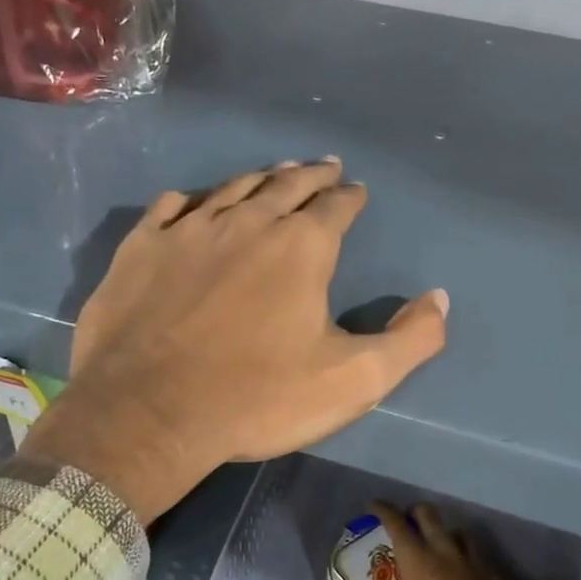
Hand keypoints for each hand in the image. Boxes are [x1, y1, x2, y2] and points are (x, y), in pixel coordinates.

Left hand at [23, 161, 449, 523]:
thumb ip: (410, 340)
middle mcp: (247, 222)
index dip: (350, 196)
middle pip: (286, 186)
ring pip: (231, 188)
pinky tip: (192, 201)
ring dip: (259, 178)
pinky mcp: (142, 248)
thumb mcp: (353, 381)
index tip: (356, 190)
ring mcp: (188, 231)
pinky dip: (189, 200)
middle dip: (311, 175)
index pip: (336, 207)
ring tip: (274, 172)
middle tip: (323, 166)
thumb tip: (439, 299)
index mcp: (301, 248)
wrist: (149, 413)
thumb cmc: (258, 398)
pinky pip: (169, 208)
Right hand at [349, 501, 531, 579]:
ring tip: (436, 541)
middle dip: (414, 512)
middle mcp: (443, 550)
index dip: (384, 510)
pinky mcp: (490, 571)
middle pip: (428, 514)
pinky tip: (463, 566)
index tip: (374, 504)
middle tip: (405, 521)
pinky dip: (466, 552)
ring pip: (455, 529)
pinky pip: (476, 551)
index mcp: (418, 559)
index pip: (397, 523)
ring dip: (443, 530)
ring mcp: (470, 558)